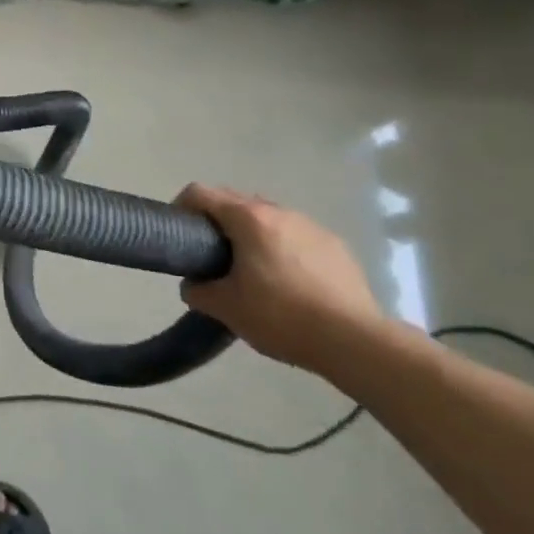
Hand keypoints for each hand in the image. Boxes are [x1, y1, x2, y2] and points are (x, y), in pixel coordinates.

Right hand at [174, 184, 385, 372]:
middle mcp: (279, 212)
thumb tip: (193, 284)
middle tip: (210, 254)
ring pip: (268, 217)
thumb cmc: (281, 317)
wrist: (355, 341)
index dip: (181, 206)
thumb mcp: (226, 308)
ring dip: (251, 233)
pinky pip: (296, 235)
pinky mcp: (336, 246)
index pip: (201, 193)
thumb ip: (198, 291)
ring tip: (251, 269)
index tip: (178, 232)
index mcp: (248, 219)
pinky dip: (282, 247)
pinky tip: (288, 281)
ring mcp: (311, 226)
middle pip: (235, 200)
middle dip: (216, 220)